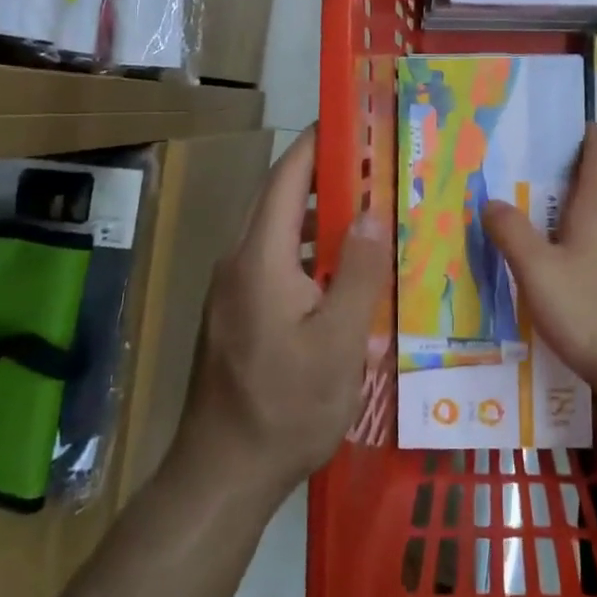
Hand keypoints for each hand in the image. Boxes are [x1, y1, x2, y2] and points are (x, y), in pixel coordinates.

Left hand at [178, 128, 390, 499]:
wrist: (221, 476)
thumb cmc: (286, 407)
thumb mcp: (339, 343)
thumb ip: (359, 272)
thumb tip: (374, 212)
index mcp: (260, 258)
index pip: (287, 178)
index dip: (316, 143)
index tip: (352, 121)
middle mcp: (239, 262)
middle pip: (280, 200)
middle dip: (324, 176)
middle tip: (375, 165)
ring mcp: (232, 290)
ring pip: (279, 234)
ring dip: (319, 217)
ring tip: (369, 213)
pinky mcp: (235, 315)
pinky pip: (274, 263)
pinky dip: (309, 252)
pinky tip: (343, 274)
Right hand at [480, 127, 596, 420]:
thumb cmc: (590, 311)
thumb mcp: (536, 271)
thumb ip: (511, 231)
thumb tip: (491, 201)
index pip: (596, 148)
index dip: (576, 133)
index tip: (548, 131)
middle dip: (567, 172)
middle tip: (526, 176)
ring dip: (578, 206)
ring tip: (541, 216)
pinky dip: (591, 234)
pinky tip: (571, 260)